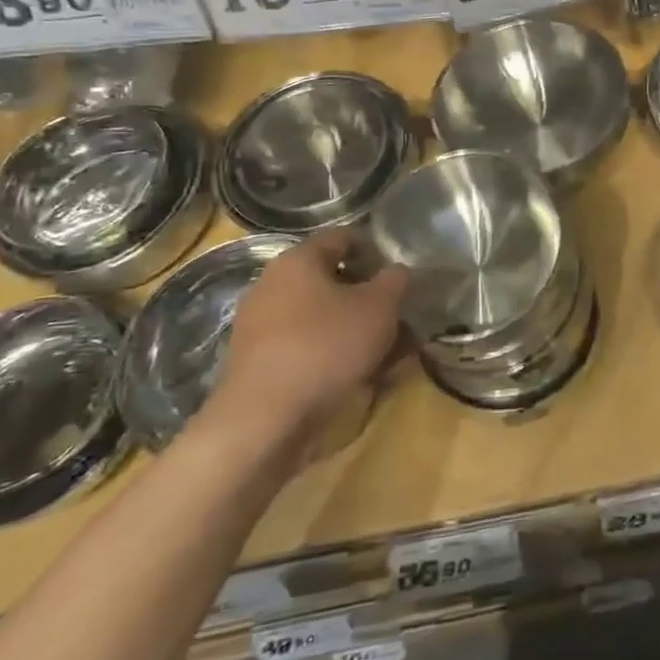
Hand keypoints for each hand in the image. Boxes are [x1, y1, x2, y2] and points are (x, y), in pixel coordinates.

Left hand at [206, 231, 405, 455]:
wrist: (264, 421)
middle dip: (368, 296)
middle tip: (398, 315)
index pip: (343, 237)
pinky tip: (361, 375)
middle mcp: (273, 284)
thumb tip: (397, 271)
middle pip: (331, 279)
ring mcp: (261, 326)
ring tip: (389, 351)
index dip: (376, 250)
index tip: (400, 275)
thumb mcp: (379, 307)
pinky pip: (307, 345)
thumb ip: (395, 281)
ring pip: (321, 316)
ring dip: (355, 328)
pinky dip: (334, 353)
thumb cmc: (326, 346)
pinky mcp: (259, 363)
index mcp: (298, 259)